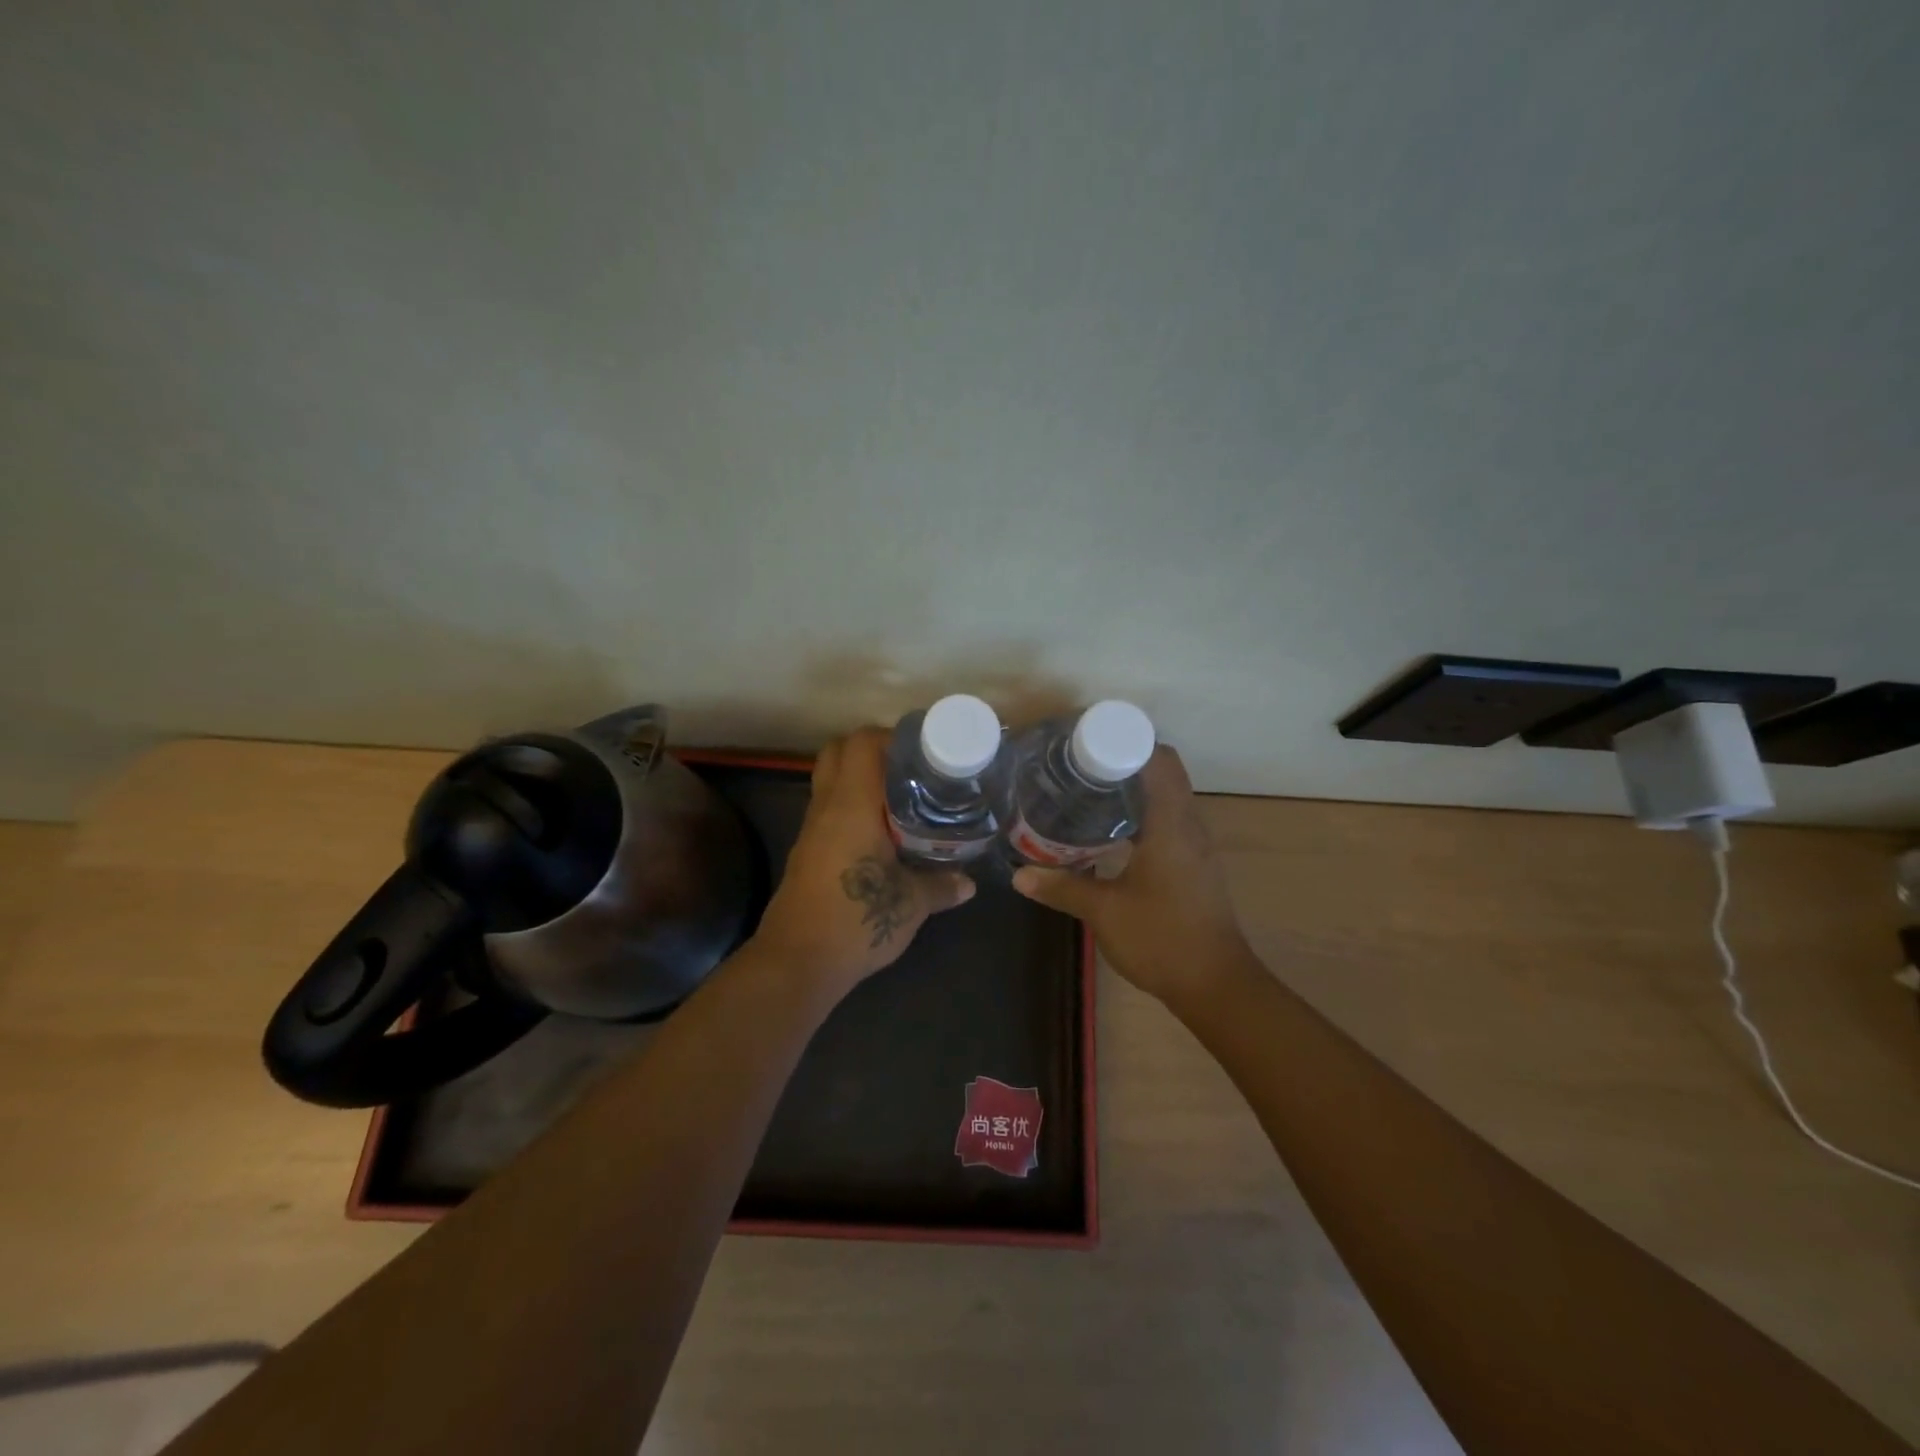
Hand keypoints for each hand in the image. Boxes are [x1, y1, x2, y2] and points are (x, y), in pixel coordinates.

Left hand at [751, 727, 975, 992]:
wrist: (797, 963)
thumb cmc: (856, 921)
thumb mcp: (910, 904)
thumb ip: (941, 886)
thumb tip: (968, 882)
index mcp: (852, 805)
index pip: (862, 743)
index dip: (891, 736)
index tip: (922, 749)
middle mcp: (826, 808)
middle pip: (837, 752)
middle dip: (872, 750)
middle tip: (909, 768)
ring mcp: (811, 830)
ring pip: (830, 782)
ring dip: (860, 780)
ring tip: (902, 798)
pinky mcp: (806, 853)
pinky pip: (828, 811)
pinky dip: (851, 807)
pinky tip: (880, 832)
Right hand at [1011, 746, 1251, 1005]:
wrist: (1216, 985)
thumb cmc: (1162, 939)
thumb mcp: (1104, 912)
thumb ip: (1062, 887)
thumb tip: (1020, 874)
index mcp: (1171, 824)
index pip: (1160, 760)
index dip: (1128, 741)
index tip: (1087, 741)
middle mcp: (1189, 826)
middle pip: (1163, 773)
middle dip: (1123, 761)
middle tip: (1077, 765)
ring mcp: (1195, 846)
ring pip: (1166, 797)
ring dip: (1133, 788)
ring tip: (1086, 790)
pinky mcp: (1194, 865)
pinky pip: (1168, 821)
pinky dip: (1141, 814)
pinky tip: (1109, 831)